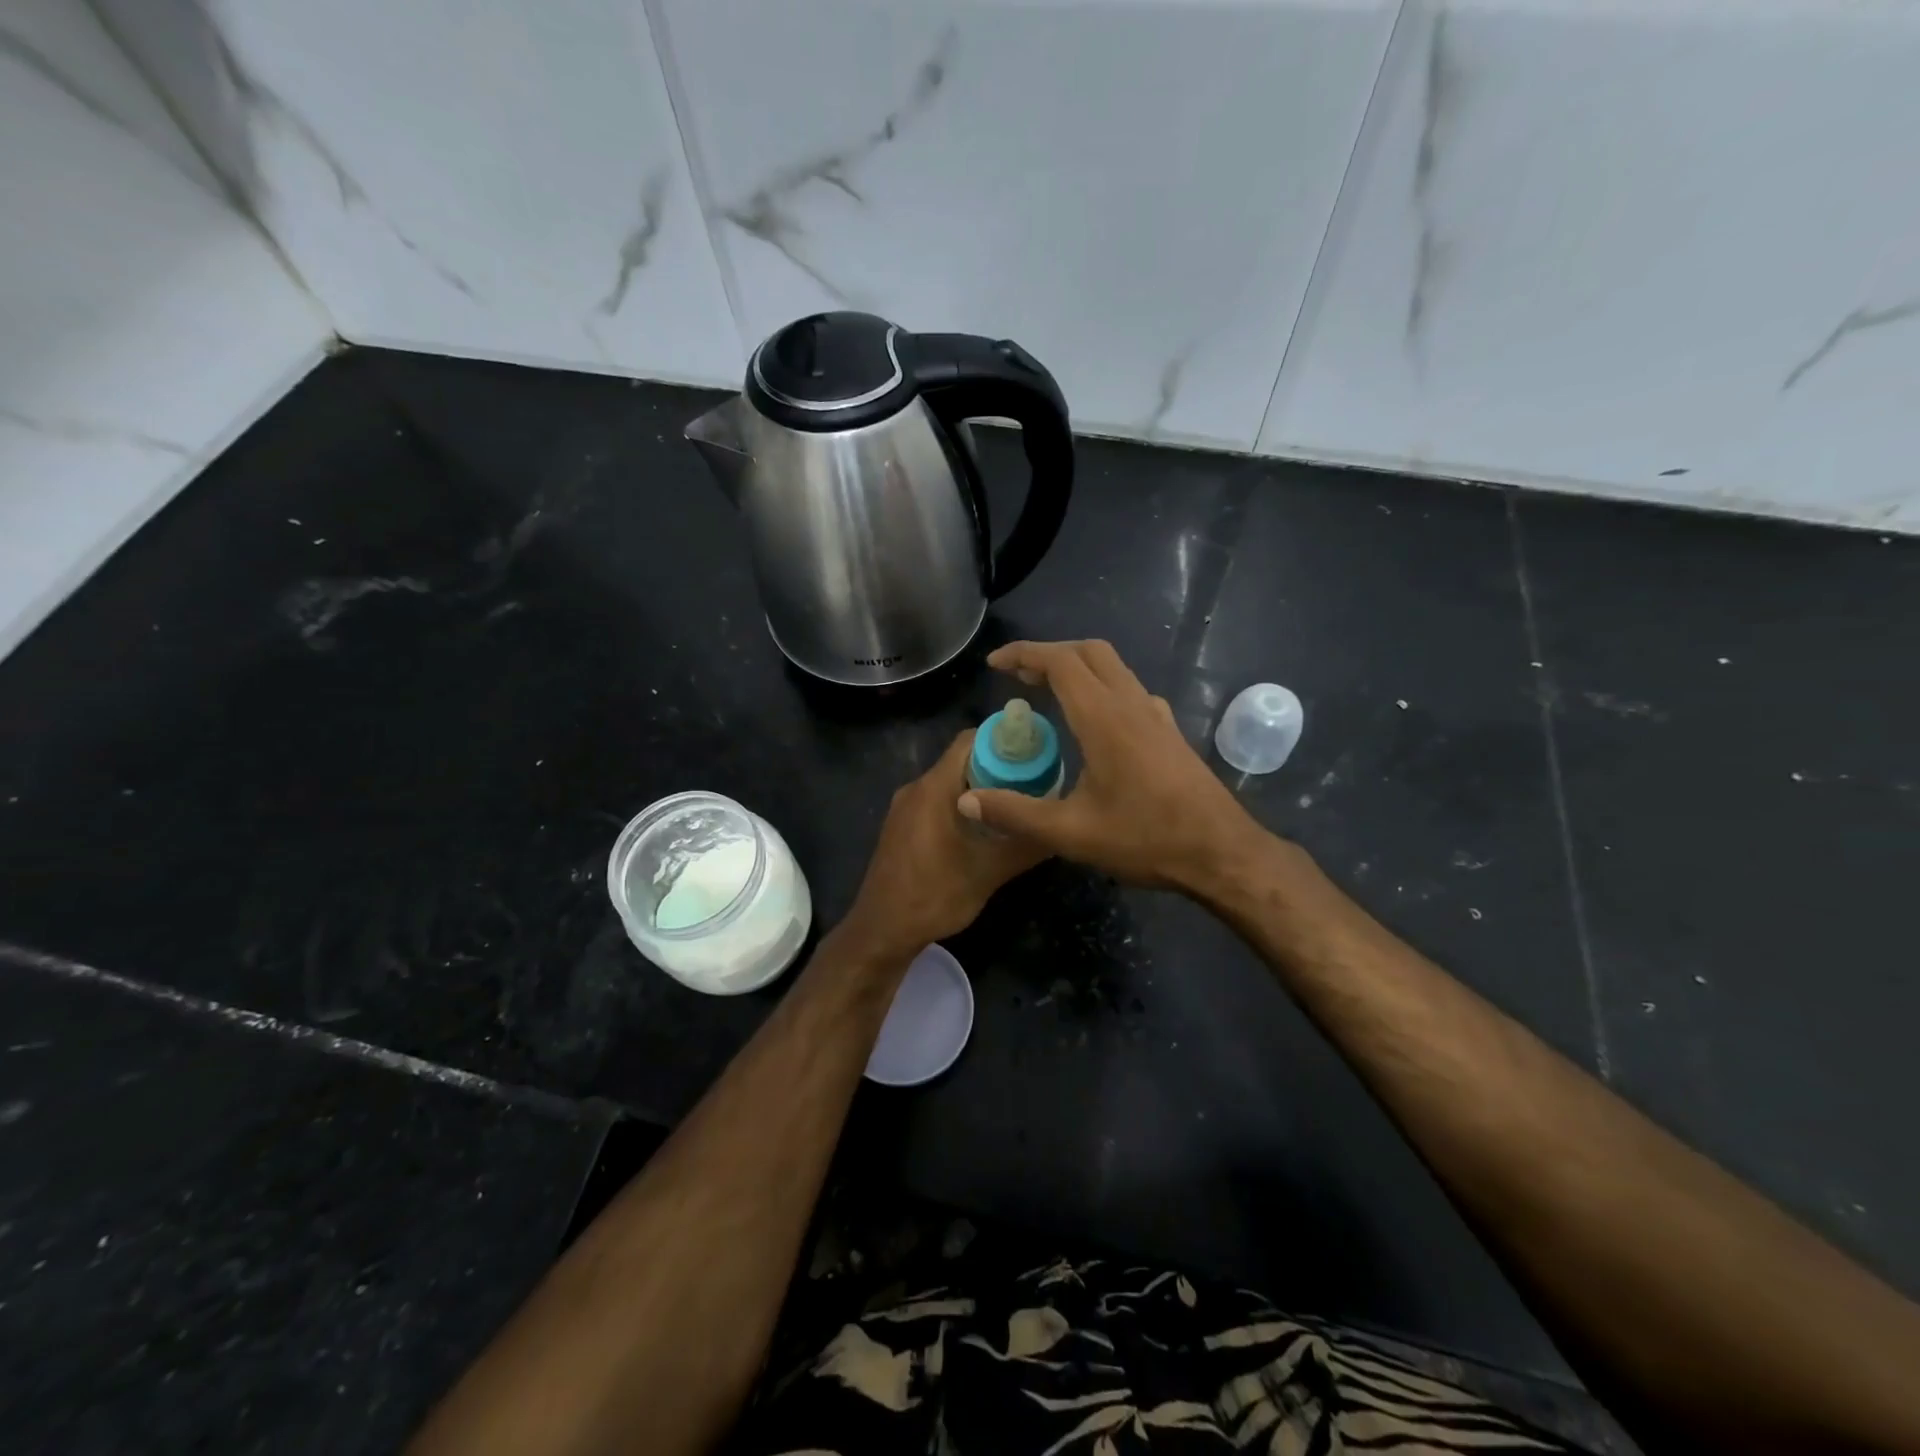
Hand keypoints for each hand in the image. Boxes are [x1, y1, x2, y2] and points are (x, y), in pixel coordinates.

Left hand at [839, 730, 1049, 962]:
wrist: (882, 931)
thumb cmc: (934, 897)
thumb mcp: (988, 873)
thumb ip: (1025, 845)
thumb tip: (1061, 828)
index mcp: (934, 788)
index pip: (971, 740)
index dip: (1005, 741)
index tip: (1037, 753)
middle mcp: (916, 788)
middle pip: (963, 759)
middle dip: (1000, 766)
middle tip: (1036, 783)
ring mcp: (905, 807)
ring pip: (950, 782)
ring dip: (982, 788)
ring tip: (1017, 805)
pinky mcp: (902, 825)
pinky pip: (937, 800)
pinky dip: (963, 804)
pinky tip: (985, 829)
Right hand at [956, 640, 1267, 891]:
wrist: (1221, 853)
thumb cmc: (1145, 839)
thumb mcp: (1071, 833)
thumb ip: (1016, 813)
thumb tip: (966, 799)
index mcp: (1104, 718)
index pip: (1060, 662)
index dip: (1024, 654)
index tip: (995, 664)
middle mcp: (1132, 705)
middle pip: (1089, 652)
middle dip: (1050, 653)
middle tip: (1018, 675)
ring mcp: (1156, 716)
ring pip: (1114, 668)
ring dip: (1078, 667)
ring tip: (1048, 691)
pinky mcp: (1170, 732)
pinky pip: (1130, 690)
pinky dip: (1102, 687)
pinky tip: (1094, 721)